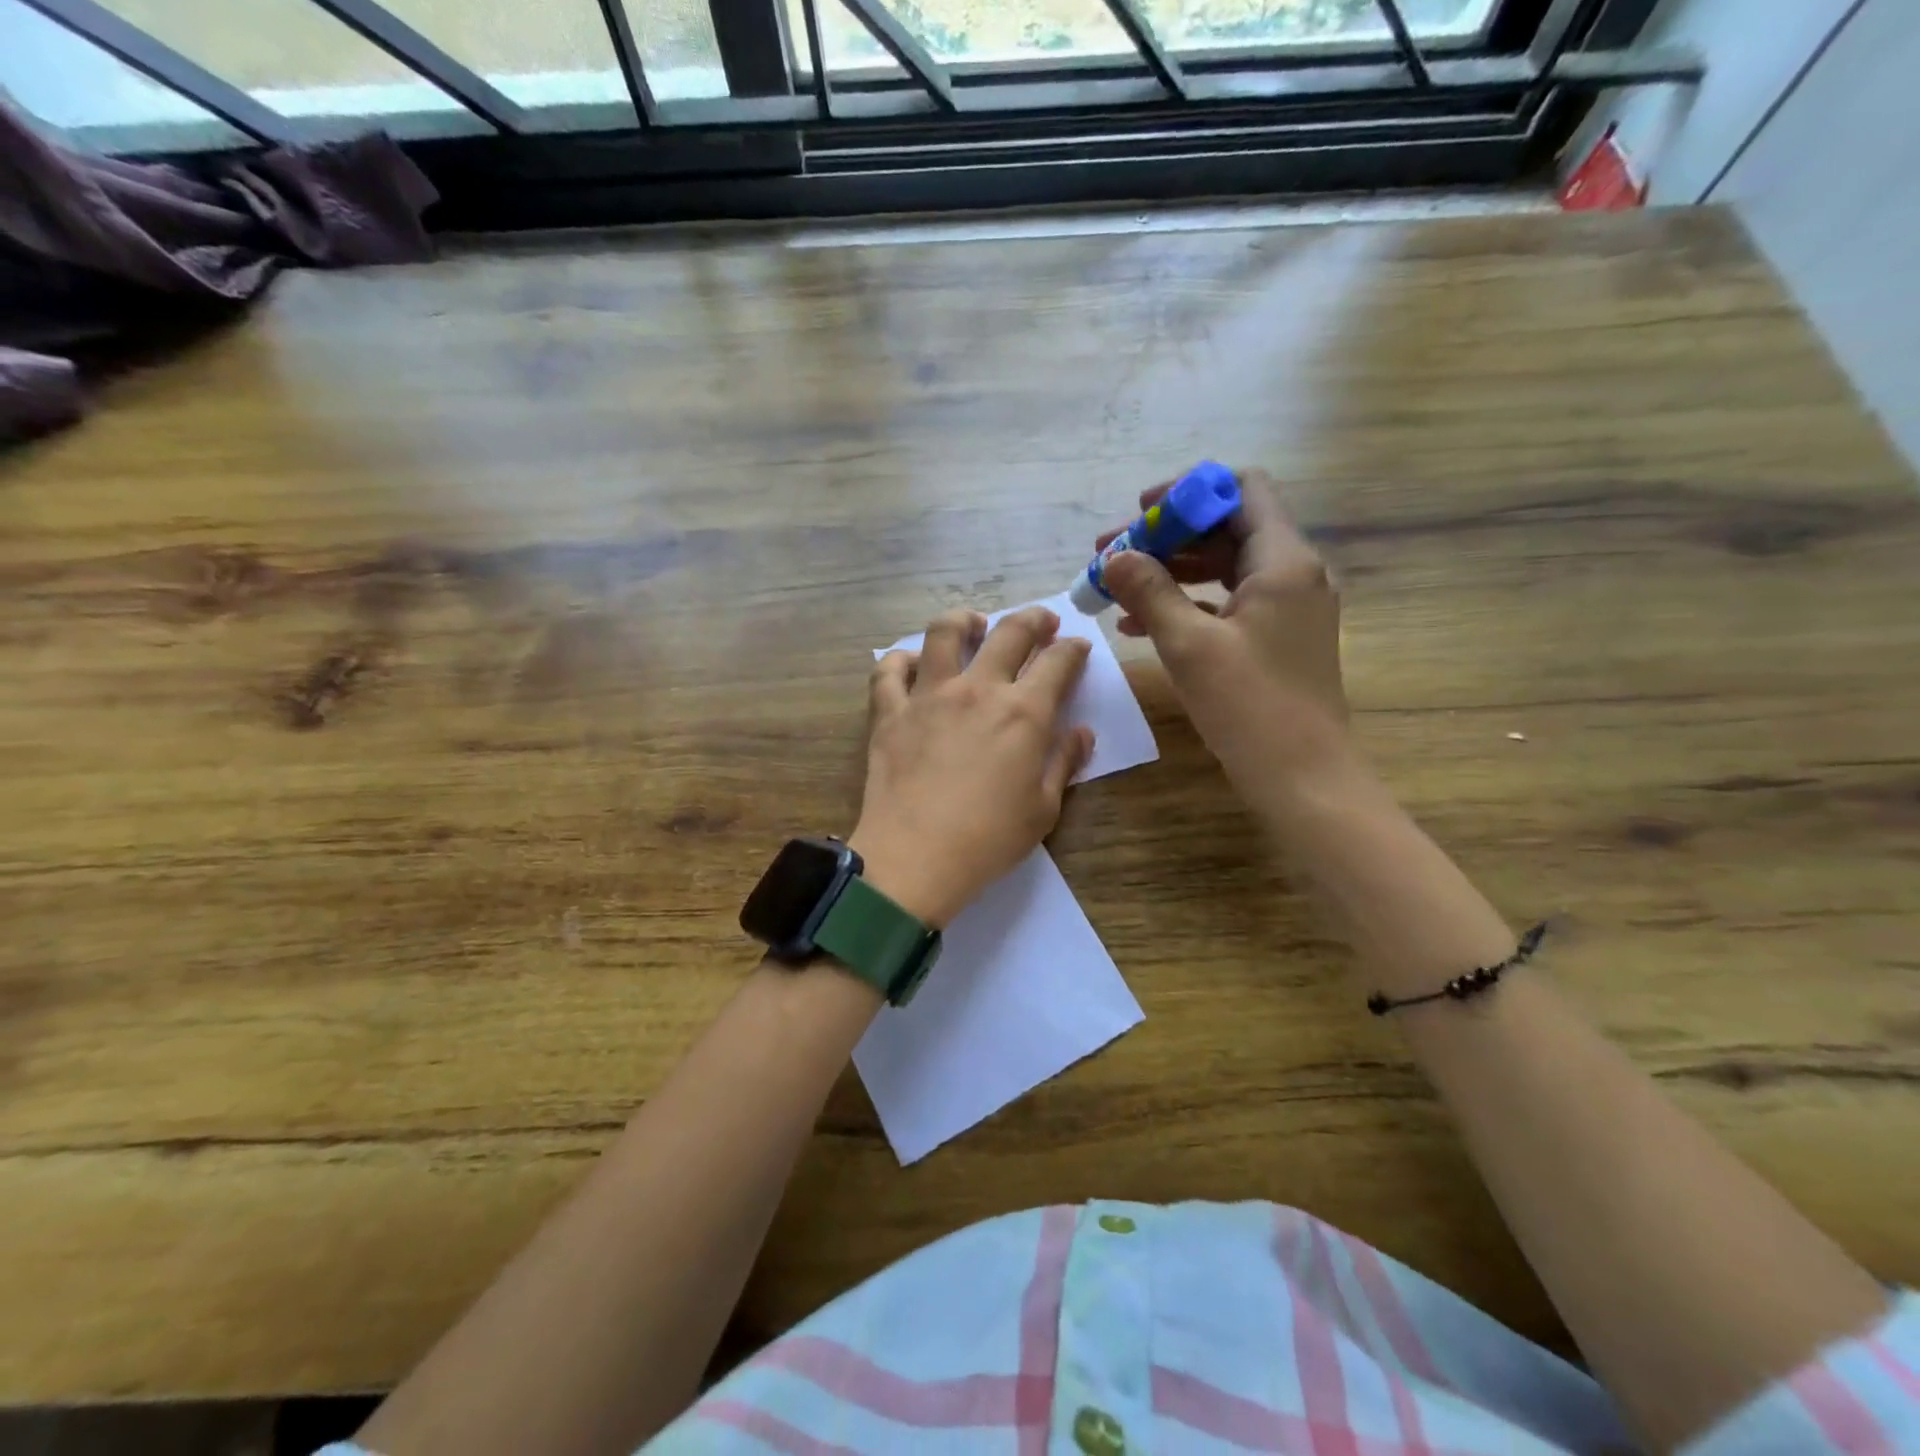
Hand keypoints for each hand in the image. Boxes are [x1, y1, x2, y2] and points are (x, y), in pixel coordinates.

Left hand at [850, 606, 1094, 928]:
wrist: (914, 858)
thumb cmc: (988, 840)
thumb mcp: (1043, 809)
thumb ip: (1064, 763)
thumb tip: (1081, 733)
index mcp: (1023, 713)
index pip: (1057, 663)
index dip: (1073, 650)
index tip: (1077, 647)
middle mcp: (977, 690)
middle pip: (1009, 632)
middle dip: (1033, 618)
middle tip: (1042, 621)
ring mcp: (928, 695)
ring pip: (944, 632)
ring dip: (965, 620)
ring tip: (974, 624)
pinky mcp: (889, 712)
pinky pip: (889, 670)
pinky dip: (901, 660)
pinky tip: (912, 664)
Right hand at [1097, 469, 1350, 796]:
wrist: (1303, 777)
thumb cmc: (1250, 706)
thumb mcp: (1189, 645)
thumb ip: (1150, 592)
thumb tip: (1114, 557)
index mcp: (1283, 560)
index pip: (1241, 489)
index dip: (1188, 491)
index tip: (1140, 512)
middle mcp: (1292, 573)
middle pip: (1226, 527)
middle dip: (1166, 536)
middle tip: (1112, 555)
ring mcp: (1286, 608)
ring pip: (1223, 567)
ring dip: (1170, 571)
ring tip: (1116, 589)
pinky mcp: (1275, 638)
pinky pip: (1227, 604)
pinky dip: (1186, 604)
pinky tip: (1139, 625)